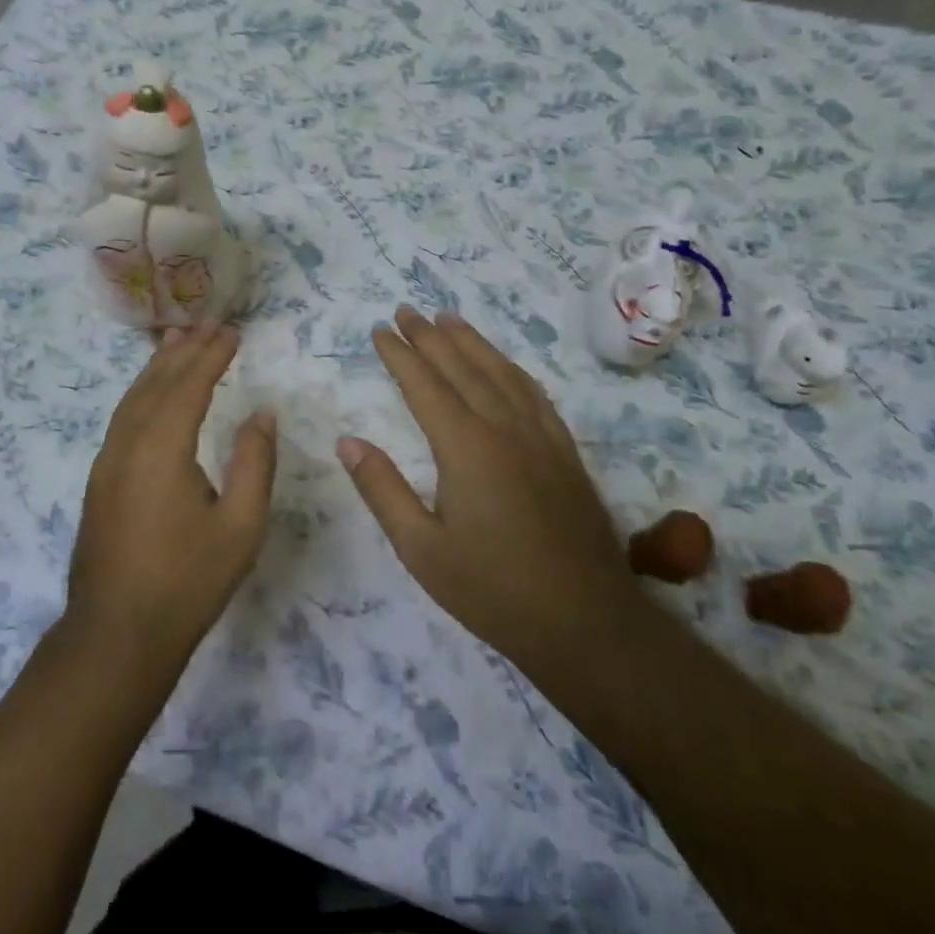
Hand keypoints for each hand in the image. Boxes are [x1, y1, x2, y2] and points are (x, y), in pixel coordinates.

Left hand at [67, 323, 275, 671]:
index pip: (189, 386)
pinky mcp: (100, 479)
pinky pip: (123, 417)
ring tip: (177, 341)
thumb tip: (262, 413)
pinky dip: (141, 392)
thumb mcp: (240, 527)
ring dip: (157, 367)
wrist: (116, 634)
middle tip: (209, 325)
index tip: (232, 332)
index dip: (211, 356)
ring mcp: (107, 461)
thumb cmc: (187, 582)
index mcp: (162, 449)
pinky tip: (152, 393)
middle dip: (184, 351)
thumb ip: (254, 463)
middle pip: (156, 383)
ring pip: (133, 398)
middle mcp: (127, 444)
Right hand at [339, 308, 646, 672]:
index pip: (425, 385)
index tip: (379, 330)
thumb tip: (348, 442)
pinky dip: (511, 368)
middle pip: (462, 367)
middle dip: (430, 336)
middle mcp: (504, 428)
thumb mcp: (421, 549)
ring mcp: (540, 437)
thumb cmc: (492, 590)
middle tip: (405, 311)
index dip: (400, 355)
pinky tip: (503, 364)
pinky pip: (534, 393)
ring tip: (447, 318)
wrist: (586, 623)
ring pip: (500, 372)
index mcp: (466, 448)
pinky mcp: (565, 452)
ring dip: (471, 341)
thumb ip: (383, 490)